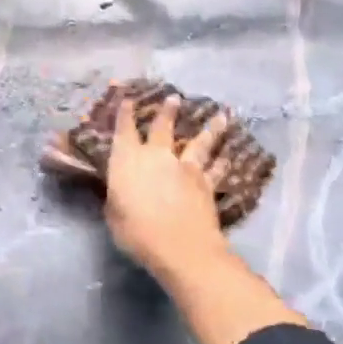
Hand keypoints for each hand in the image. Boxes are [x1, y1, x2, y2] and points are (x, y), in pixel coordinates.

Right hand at [104, 94, 232, 277]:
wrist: (180, 246)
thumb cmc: (136, 231)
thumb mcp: (113, 214)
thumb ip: (116, 196)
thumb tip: (118, 189)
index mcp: (127, 160)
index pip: (125, 130)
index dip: (125, 113)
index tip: (128, 98)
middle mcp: (157, 156)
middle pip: (164, 127)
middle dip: (168, 111)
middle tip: (174, 97)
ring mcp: (185, 167)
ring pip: (199, 142)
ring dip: (209, 129)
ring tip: (220, 117)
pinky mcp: (206, 183)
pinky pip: (216, 169)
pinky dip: (222, 162)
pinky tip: (228, 156)